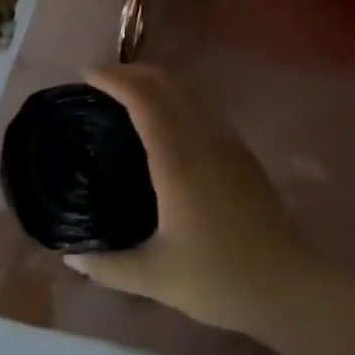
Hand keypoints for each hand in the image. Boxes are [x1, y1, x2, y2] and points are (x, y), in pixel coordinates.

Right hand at [64, 66, 317, 335]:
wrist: (284, 282)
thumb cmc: (218, 279)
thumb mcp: (155, 278)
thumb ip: (107, 266)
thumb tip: (70, 255)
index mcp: (180, 159)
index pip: (145, 99)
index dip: (115, 78)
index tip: (87, 73)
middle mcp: (205, 137)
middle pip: (166, 84)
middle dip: (132, 73)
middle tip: (99, 82)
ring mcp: (227, 140)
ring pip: (186, 93)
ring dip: (154, 85)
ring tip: (123, 99)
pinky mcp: (240, 150)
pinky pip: (200, 110)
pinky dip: (174, 102)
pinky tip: (161, 126)